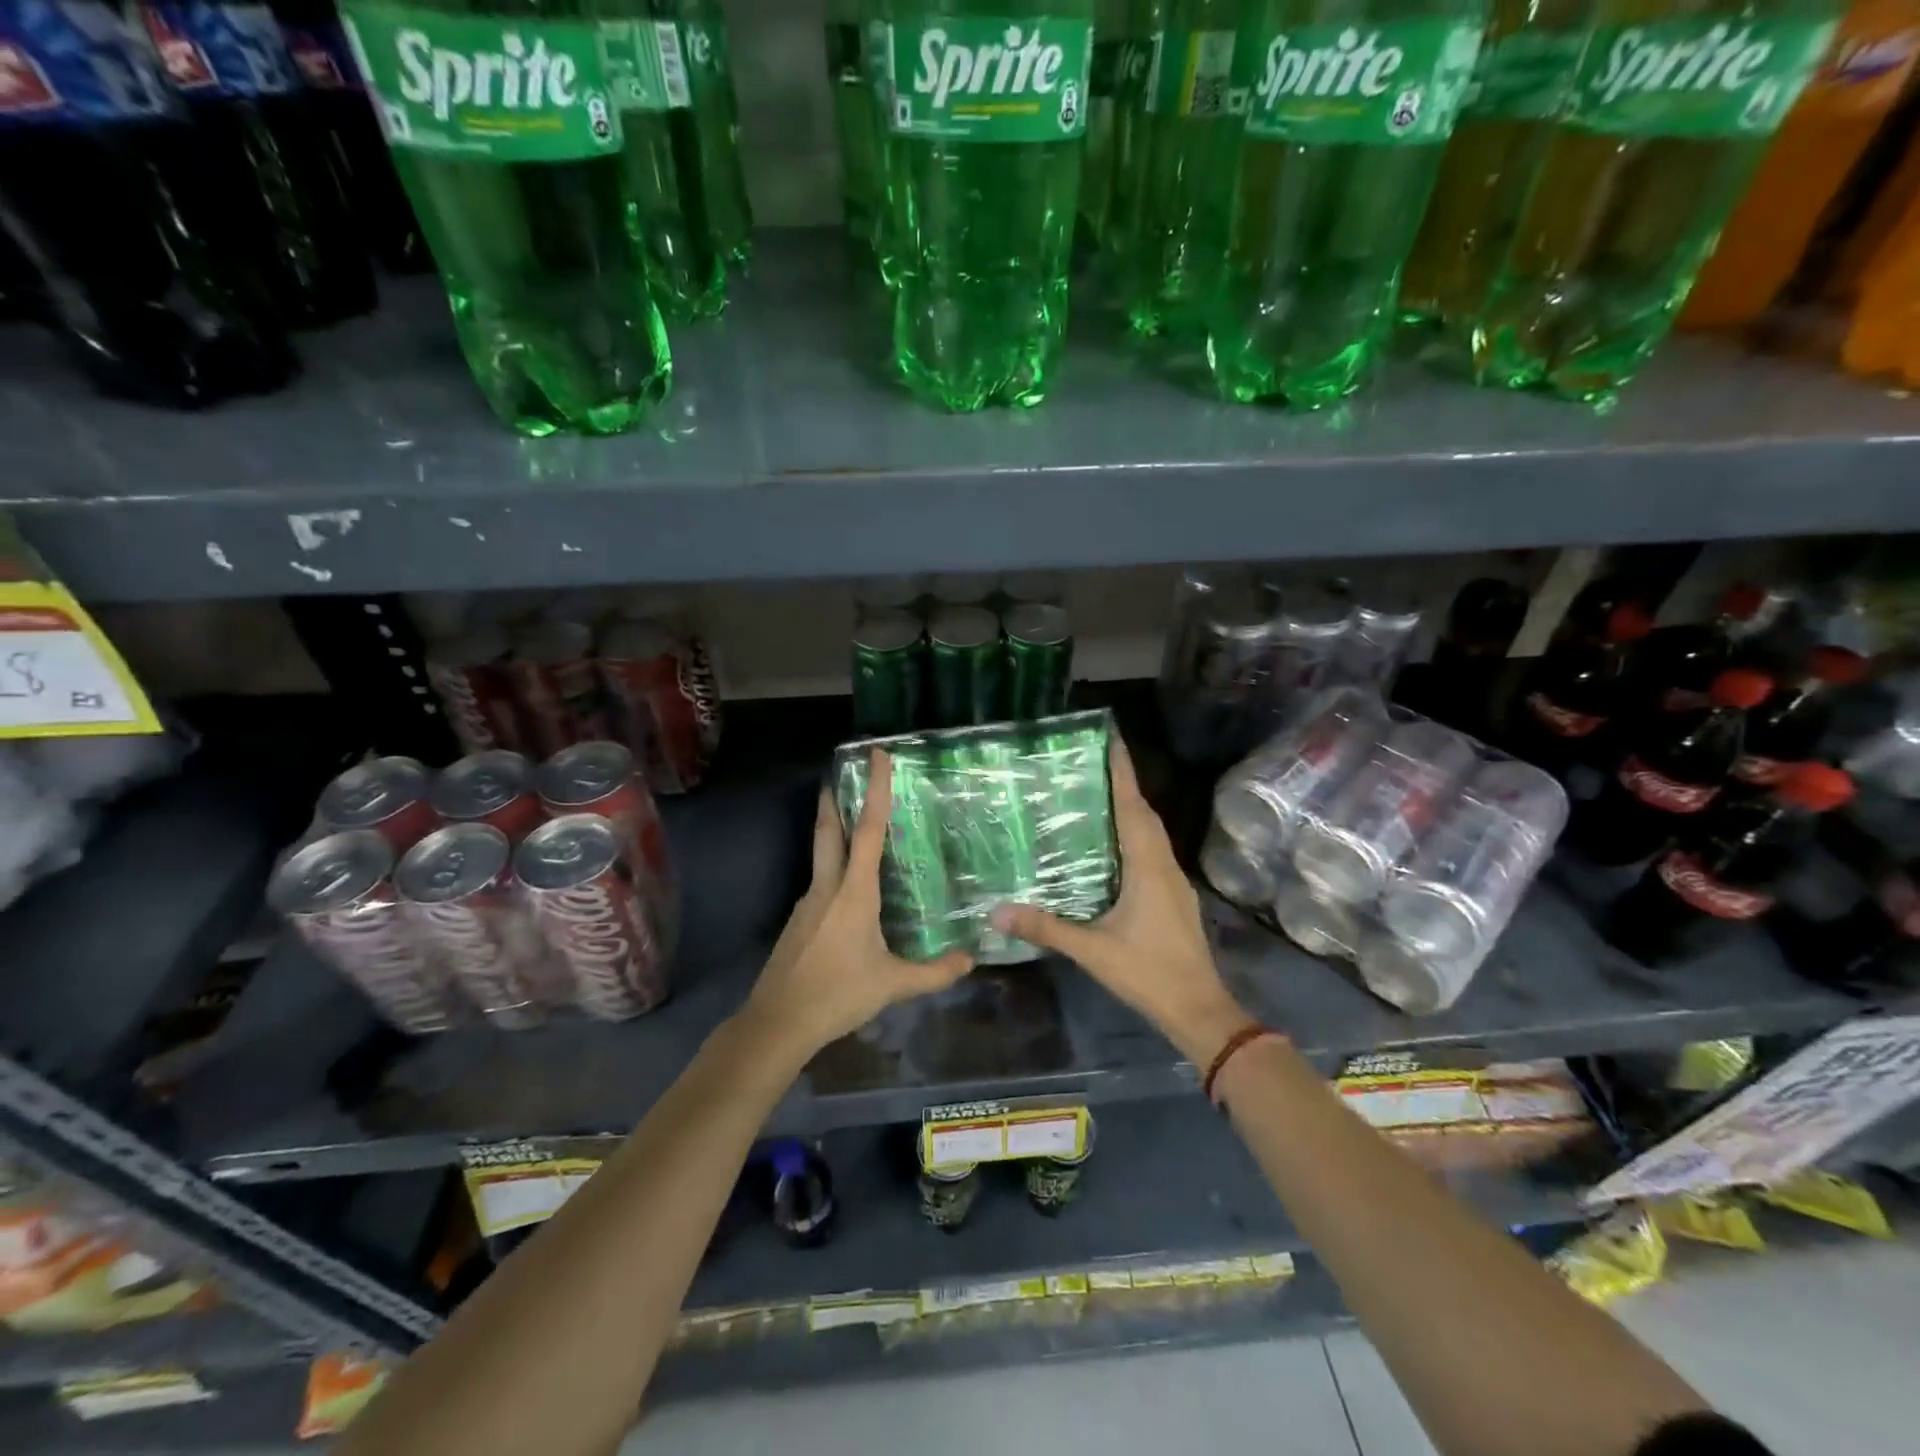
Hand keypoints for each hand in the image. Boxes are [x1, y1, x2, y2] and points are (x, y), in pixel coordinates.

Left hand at [741, 750, 972, 1054]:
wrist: (778, 1022)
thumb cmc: (838, 994)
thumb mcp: (894, 984)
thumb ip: (935, 972)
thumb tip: (971, 959)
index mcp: (854, 892)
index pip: (869, 830)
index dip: (876, 790)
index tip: (876, 755)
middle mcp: (827, 887)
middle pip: (829, 831)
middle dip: (834, 799)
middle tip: (838, 774)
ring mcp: (807, 904)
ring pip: (821, 856)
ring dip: (832, 832)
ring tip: (852, 827)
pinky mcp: (797, 922)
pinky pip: (819, 884)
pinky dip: (832, 870)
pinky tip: (845, 891)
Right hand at [993, 738, 1249, 1066]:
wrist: (1199, 1009)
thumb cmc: (1148, 973)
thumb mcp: (1092, 951)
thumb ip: (1046, 928)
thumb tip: (996, 912)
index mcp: (1147, 866)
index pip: (1133, 806)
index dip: (1122, 770)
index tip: (1110, 737)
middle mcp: (1164, 864)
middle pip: (1144, 812)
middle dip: (1123, 782)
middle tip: (1091, 760)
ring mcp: (1173, 881)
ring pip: (1151, 832)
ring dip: (1130, 807)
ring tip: (1097, 793)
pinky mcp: (1173, 896)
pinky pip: (1151, 850)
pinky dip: (1133, 834)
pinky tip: (1112, 845)